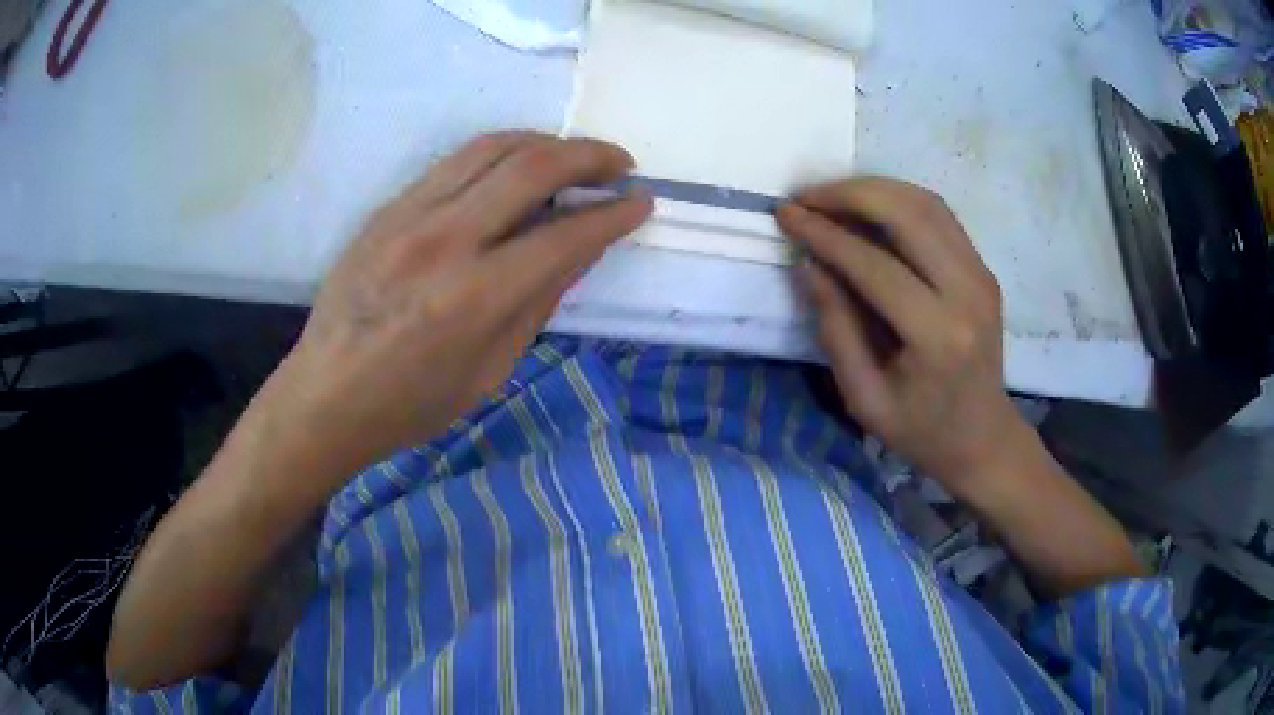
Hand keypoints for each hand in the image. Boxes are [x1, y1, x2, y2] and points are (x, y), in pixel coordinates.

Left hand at [275, 132, 650, 476]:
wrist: (326, 394)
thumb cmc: (411, 403)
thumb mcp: (489, 370)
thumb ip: (537, 302)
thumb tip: (577, 248)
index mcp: (474, 297)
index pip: (563, 236)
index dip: (612, 215)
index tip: (641, 203)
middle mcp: (444, 241)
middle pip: (532, 167)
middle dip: (589, 156)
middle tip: (620, 163)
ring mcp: (409, 215)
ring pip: (491, 147)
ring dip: (546, 142)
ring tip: (574, 155)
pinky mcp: (388, 208)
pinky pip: (454, 161)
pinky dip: (500, 152)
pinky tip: (517, 165)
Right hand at [778, 178, 1026, 492]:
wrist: (983, 437)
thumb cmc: (921, 431)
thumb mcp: (864, 399)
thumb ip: (836, 329)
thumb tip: (809, 264)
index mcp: (937, 336)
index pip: (875, 265)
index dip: (824, 234)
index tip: (785, 214)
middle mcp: (967, 293)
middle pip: (907, 214)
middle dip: (848, 194)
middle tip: (805, 197)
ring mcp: (981, 275)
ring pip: (925, 203)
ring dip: (873, 189)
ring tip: (829, 197)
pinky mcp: (983, 268)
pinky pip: (939, 215)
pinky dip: (898, 200)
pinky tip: (867, 208)